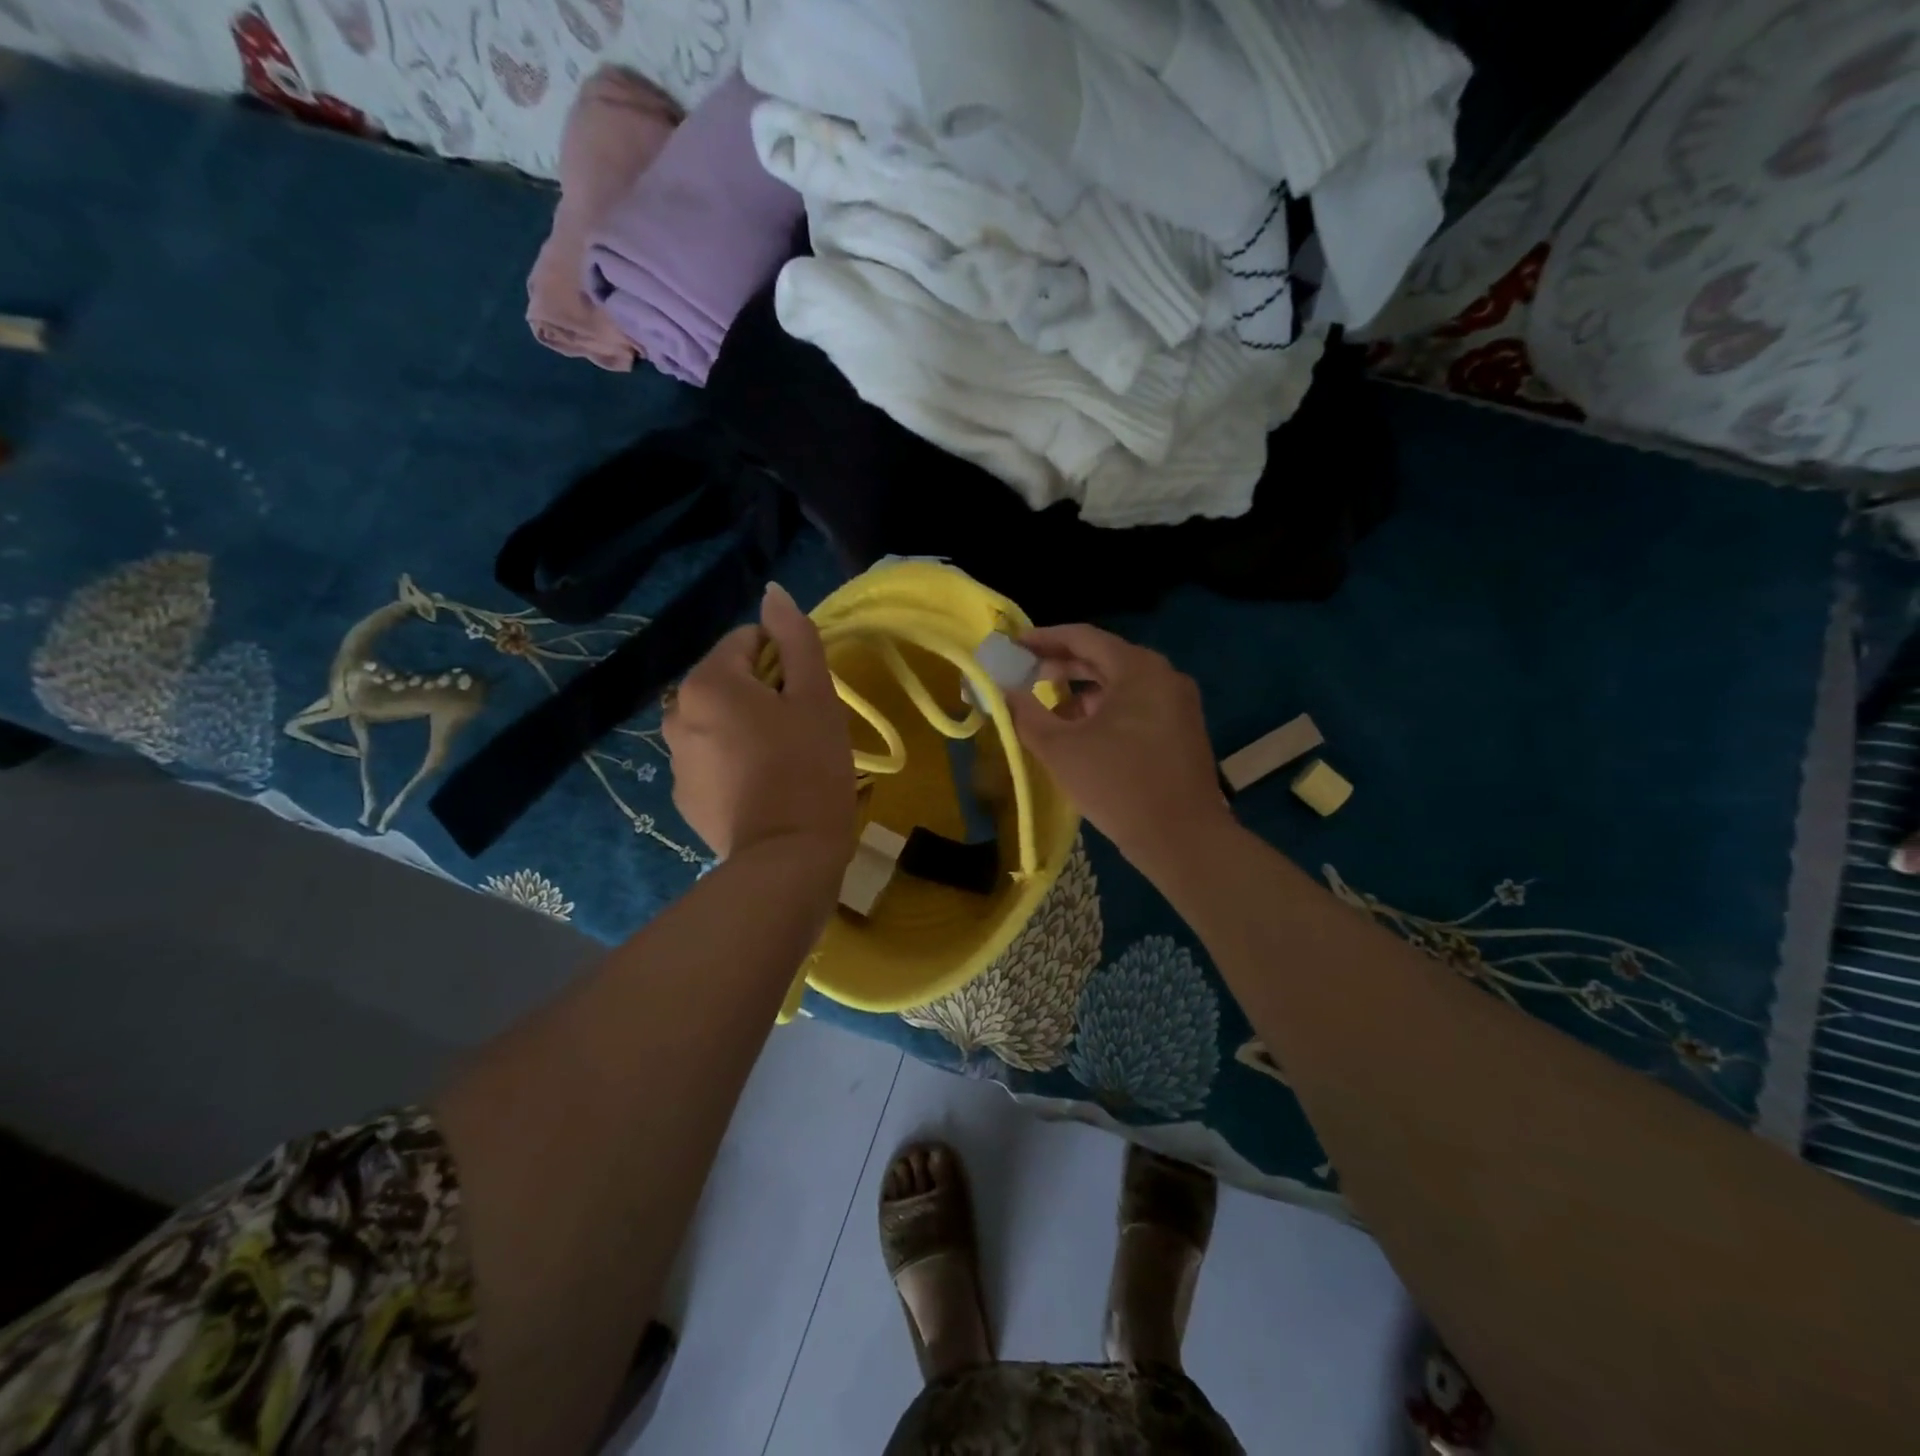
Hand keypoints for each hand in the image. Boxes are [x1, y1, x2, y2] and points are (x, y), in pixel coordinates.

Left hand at [663, 582, 856, 863]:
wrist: (787, 858)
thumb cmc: (809, 768)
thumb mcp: (816, 696)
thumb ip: (796, 638)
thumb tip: (773, 592)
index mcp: (707, 682)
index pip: (747, 642)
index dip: (785, 661)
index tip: (808, 697)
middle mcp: (676, 713)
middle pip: (729, 682)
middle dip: (764, 696)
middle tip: (801, 731)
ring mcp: (675, 760)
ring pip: (719, 721)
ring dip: (747, 729)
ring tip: (783, 764)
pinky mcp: (683, 798)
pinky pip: (711, 760)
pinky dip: (734, 763)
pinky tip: (764, 790)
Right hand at [1004, 624, 1233, 875]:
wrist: (1183, 839)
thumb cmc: (1119, 785)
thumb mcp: (1061, 749)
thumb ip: (1027, 715)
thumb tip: (1005, 692)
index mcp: (1138, 669)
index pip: (1083, 637)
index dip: (1044, 638)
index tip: (1014, 645)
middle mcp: (1164, 676)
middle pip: (1104, 657)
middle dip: (1062, 665)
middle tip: (1026, 675)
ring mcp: (1178, 703)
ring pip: (1120, 683)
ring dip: (1082, 690)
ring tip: (1048, 706)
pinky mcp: (1181, 729)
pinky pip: (1136, 704)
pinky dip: (1105, 709)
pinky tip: (1081, 732)